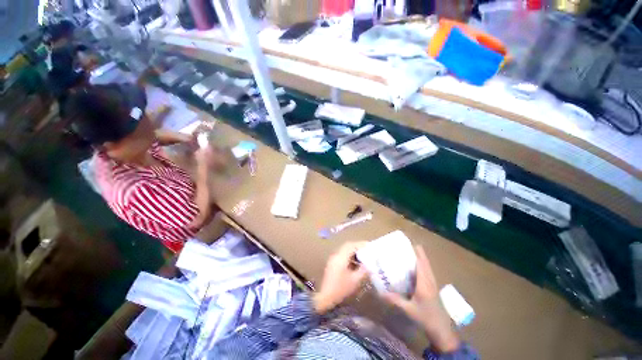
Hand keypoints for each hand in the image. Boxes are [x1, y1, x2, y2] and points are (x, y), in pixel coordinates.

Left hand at [313, 242, 367, 313]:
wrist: (325, 297)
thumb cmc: (341, 289)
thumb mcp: (355, 280)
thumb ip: (363, 270)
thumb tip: (369, 264)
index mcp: (341, 257)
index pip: (351, 245)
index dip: (360, 244)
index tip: (369, 245)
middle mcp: (336, 255)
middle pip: (347, 246)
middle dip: (357, 247)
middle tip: (367, 250)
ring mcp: (333, 259)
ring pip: (344, 251)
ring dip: (353, 252)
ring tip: (363, 256)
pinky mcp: (332, 264)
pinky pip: (342, 255)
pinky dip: (349, 256)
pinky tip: (355, 264)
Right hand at [383, 246, 459, 352]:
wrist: (442, 330)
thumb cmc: (426, 318)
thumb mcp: (408, 309)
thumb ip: (395, 300)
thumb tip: (380, 292)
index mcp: (424, 283)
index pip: (421, 263)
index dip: (417, 252)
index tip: (410, 243)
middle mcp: (430, 280)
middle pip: (425, 262)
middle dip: (418, 253)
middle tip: (406, 246)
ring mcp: (433, 284)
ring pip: (427, 267)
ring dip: (420, 259)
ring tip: (409, 253)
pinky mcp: (433, 288)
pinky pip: (427, 272)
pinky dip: (422, 266)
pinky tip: (414, 269)